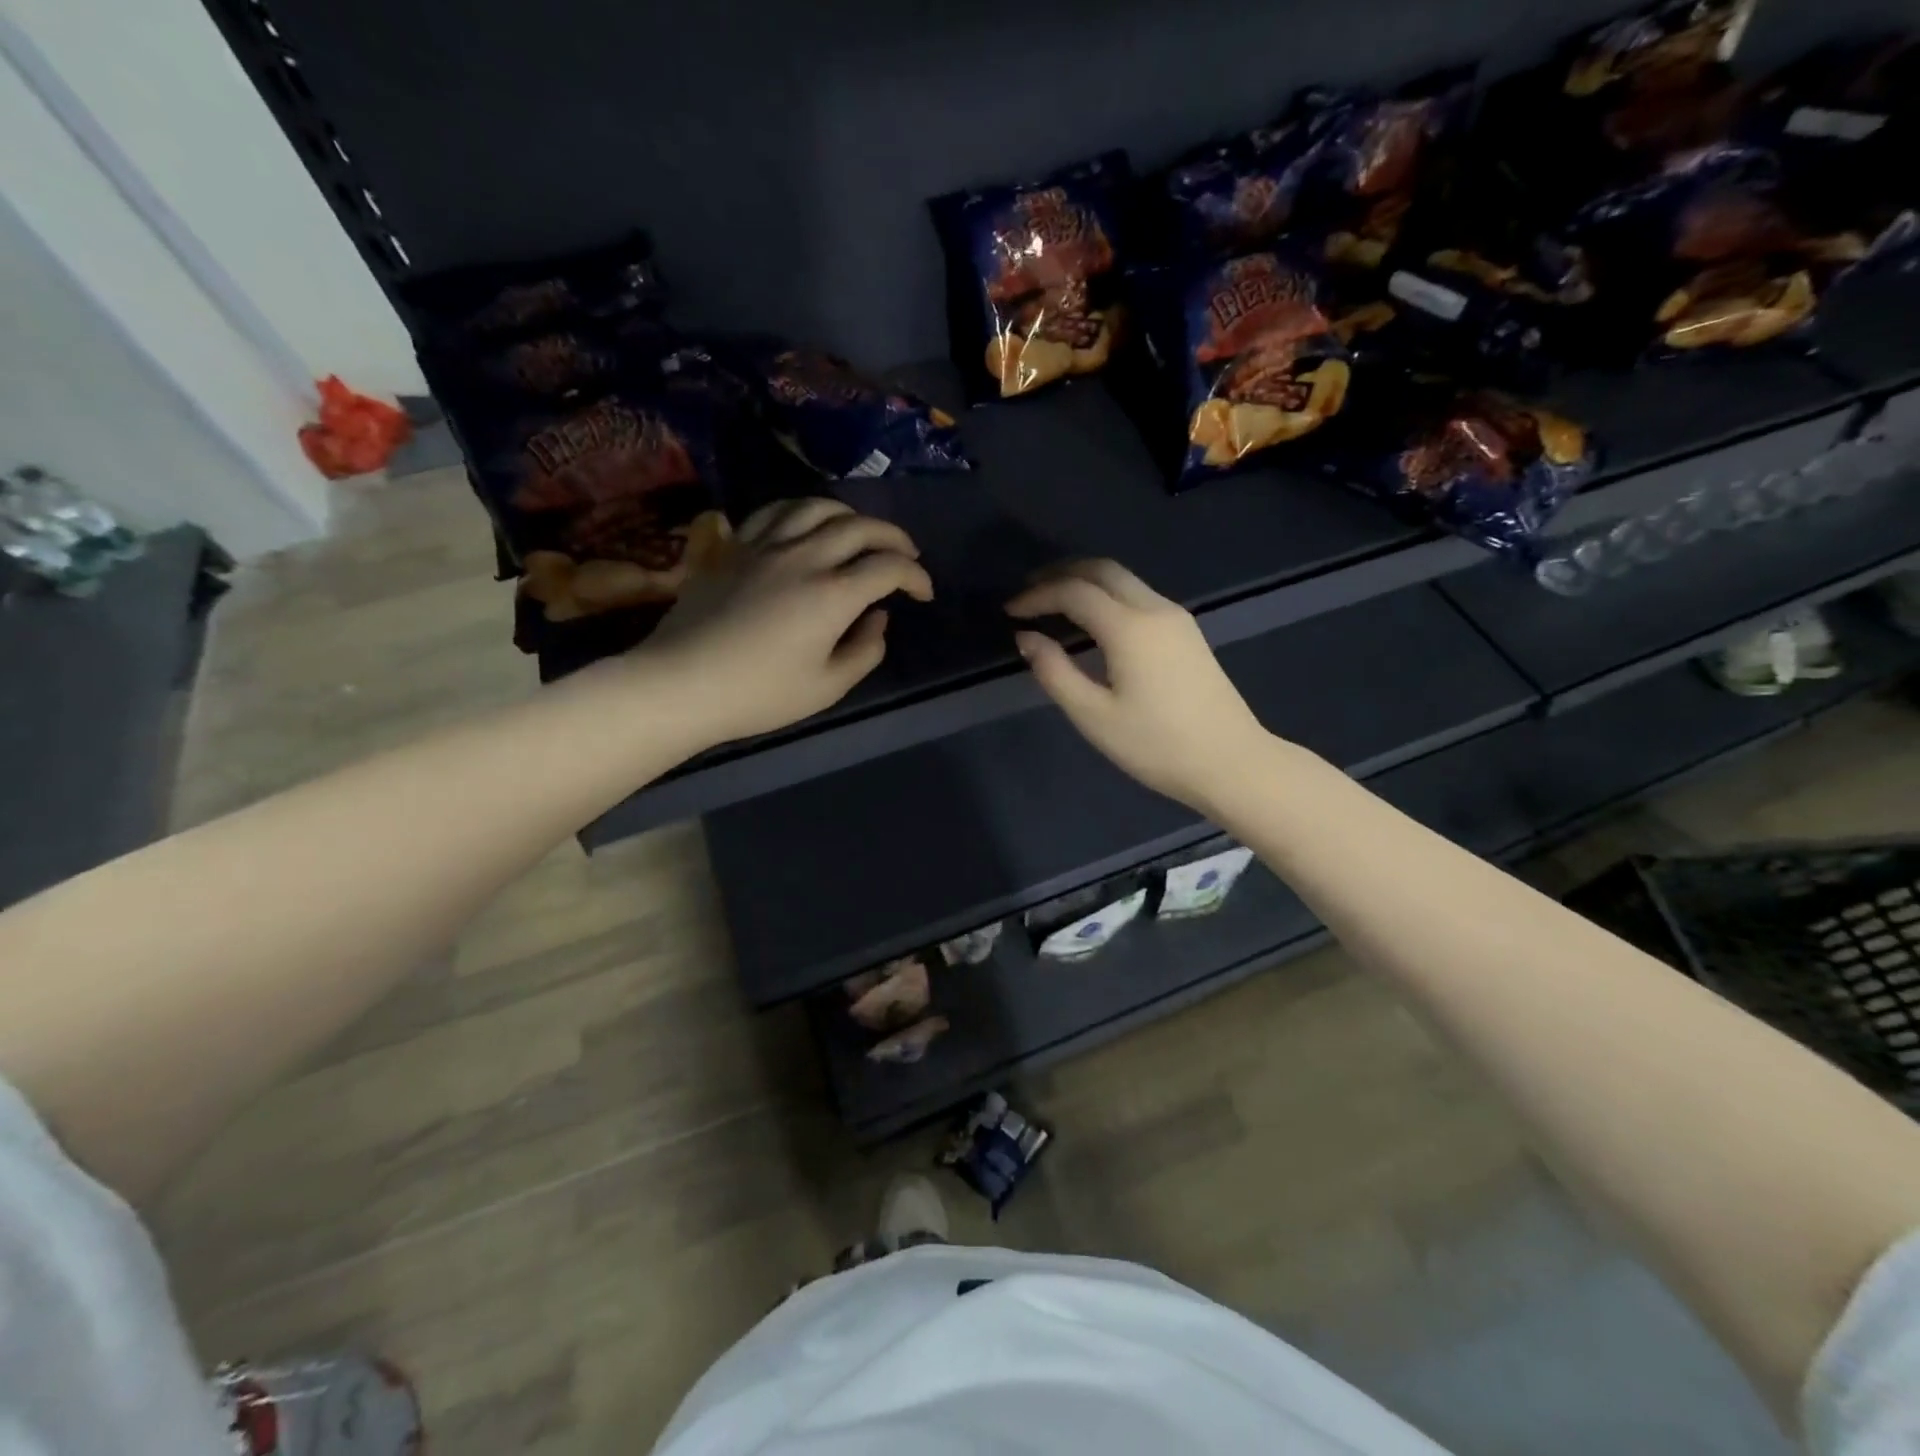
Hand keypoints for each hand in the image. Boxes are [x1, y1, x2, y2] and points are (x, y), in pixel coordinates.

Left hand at [641, 498, 932, 745]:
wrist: (682, 682)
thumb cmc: (760, 694)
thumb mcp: (827, 687)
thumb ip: (864, 650)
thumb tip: (877, 618)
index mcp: (833, 594)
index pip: (889, 568)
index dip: (916, 577)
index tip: (923, 594)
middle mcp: (804, 557)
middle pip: (860, 527)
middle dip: (893, 537)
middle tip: (906, 555)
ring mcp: (766, 546)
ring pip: (817, 507)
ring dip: (850, 515)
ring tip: (860, 531)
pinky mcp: (736, 548)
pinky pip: (775, 512)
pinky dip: (803, 511)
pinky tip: (807, 524)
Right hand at [1006, 560, 1271, 811]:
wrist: (1232, 763)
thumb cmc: (1157, 746)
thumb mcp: (1094, 716)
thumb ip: (1055, 672)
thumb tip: (1027, 638)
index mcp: (1130, 627)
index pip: (1074, 591)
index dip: (1037, 596)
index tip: (1009, 611)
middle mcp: (1155, 609)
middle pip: (1103, 570)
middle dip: (1061, 573)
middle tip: (1028, 592)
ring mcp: (1177, 618)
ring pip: (1124, 580)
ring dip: (1086, 582)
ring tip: (1053, 602)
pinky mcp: (1187, 633)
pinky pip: (1139, 596)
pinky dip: (1107, 596)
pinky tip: (1091, 620)